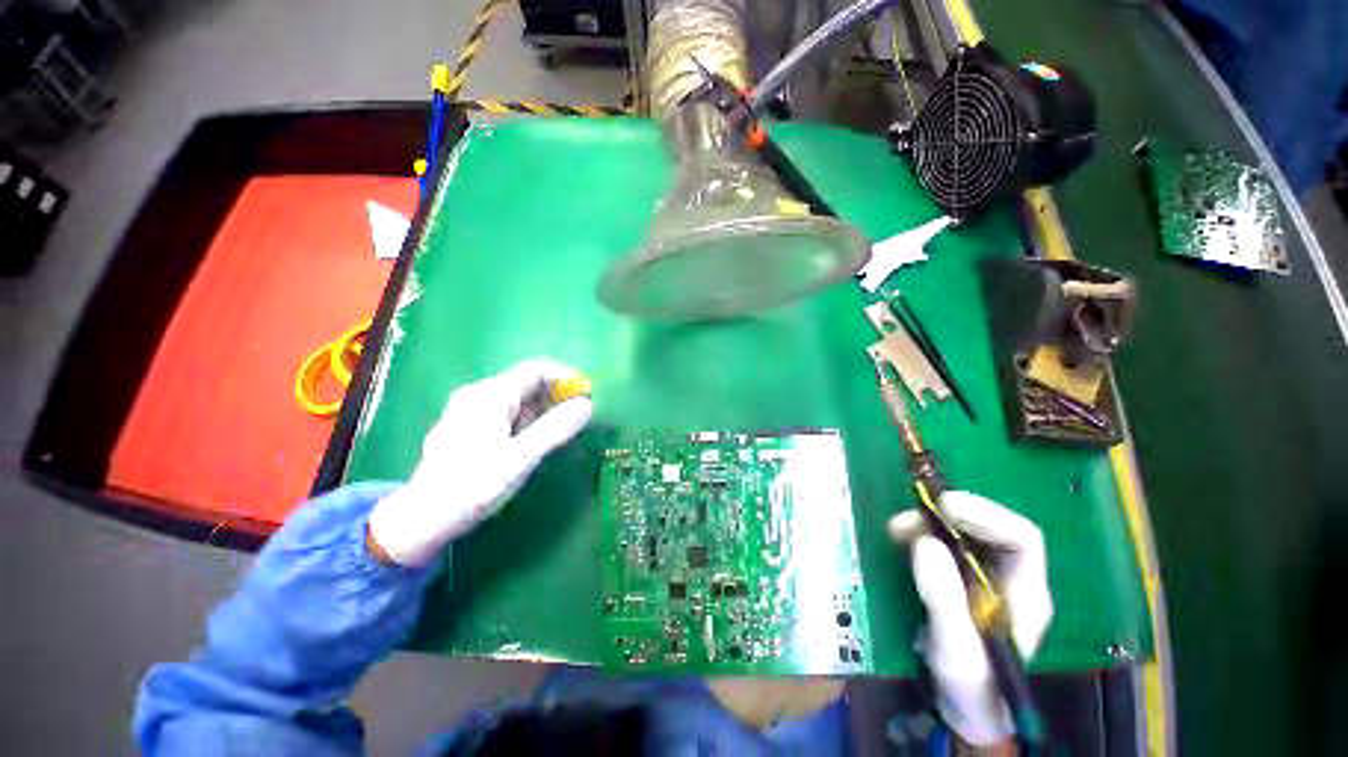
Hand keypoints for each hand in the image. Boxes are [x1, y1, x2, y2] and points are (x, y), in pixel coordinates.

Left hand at [367, 359, 593, 566]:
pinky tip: (529, 444)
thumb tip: (587, 404)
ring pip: (517, 400)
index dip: (565, 378)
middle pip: (526, 384)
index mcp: (490, 396)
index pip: (535, 371)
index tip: (587, 396)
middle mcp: (478, 395)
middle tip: (574, 421)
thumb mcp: (519, 459)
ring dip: (541, 412)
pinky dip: (525, 422)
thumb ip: (555, 429)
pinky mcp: (468, 426)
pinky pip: (506, 414)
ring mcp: (470, 410)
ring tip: (553, 437)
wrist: (421, 520)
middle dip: (554, 398)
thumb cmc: (472, 487)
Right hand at [888, 491, 1052, 745]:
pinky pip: (939, 546)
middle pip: (987, 530)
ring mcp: (981, 578)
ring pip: (960, 534)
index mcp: (1026, 594)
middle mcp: (1008, 578)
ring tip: (896, 529)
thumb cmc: (971, 687)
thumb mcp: (956, 648)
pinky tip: (899, 540)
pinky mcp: (955, 580)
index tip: (944, 508)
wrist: (964, 710)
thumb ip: (944, 598)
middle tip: (909, 519)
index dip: (986, 515)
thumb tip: (924, 542)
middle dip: (948, 517)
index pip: (1021, 539)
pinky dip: (918, 537)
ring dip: (927, 525)